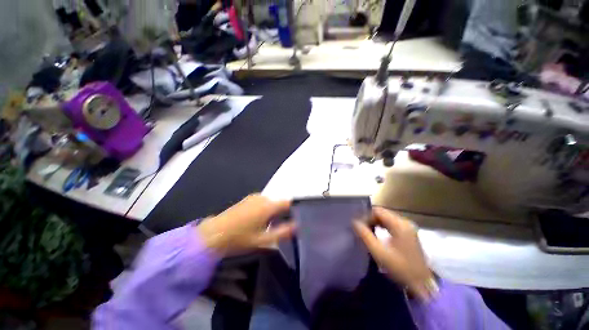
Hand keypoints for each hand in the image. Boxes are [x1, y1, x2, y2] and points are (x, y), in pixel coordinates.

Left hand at [197, 194, 294, 255]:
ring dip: (273, 211)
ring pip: (271, 202)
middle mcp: (262, 198)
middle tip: (281, 226)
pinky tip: (259, 221)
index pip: (287, 202)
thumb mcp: (263, 240)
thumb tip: (297, 226)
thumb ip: (282, 232)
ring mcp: (254, 197)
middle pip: (279, 202)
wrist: (213, 234)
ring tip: (269, 225)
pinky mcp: (247, 199)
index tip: (295, 220)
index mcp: (268, 206)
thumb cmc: (239, 239)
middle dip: (282, 212)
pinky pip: (263, 202)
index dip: (293, 210)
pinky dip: (265, 209)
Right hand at [353, 208, 433, 299]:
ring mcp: (408, 227)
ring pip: (387, 218)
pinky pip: (392, 224)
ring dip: (376, 222)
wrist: (422, 284)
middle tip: (362, 228)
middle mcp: (405, 222)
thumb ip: (365, 235)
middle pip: (383, 213)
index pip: (378, 211)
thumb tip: (354, 222)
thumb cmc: (400, 268)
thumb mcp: (379, 252)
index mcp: (399, 224)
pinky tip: (377, 233)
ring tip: (367, 231)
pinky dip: (382, 226)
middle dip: (370, 219)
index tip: (359, 225)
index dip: (366, 216)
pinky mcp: (409, 233)